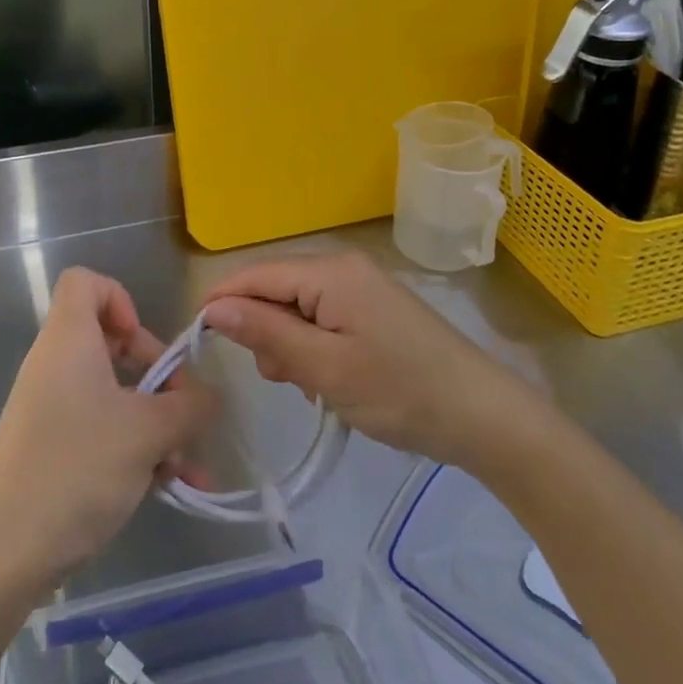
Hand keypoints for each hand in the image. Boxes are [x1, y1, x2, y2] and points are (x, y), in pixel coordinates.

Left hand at [0, 267, 216, 581]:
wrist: (3, 553)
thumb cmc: (77, 468)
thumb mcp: (148, 433)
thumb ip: (190, 407)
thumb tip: (213, 395)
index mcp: (68, 340)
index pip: (85, 281)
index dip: (121, 299)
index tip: (144, 345)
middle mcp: (55, 365)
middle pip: (110, 342)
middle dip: (157, 376)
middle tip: (182, 410)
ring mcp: (49, 409)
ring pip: (113, 395)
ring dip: (155, 424)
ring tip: (187, 468)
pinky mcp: (49, 448)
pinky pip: (99, 430)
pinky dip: (133, 448)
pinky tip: (166, 488)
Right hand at [202, 251, 531, 467]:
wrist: (483, 415)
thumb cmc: (400, 391)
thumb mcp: (325, 368)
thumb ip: (266, 333)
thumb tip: (213, 307)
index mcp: (329, 272)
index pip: (255, 275)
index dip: (222, 303)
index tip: (199, 343)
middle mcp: (342, 268)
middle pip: (276, 290)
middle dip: (264, 332)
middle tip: (281, 380)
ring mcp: (361, 288)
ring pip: (297, 308)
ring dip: (290, 346)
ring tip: (310, 386)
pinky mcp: (373, 309)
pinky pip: (323, 319)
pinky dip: (314, 348)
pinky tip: (329, 381)